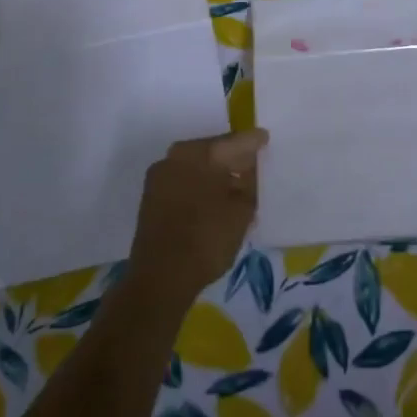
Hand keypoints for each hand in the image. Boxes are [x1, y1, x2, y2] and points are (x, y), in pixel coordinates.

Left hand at [127, 129, 266, 304]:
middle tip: (252, 166)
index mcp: (200, 152)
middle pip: (213, 151)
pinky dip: (200, 185)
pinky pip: (184, 181)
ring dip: (215, 173)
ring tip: (235, 187)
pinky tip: (214, 200)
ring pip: (197, 166)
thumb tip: (246, 171)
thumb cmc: (207, 238)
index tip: (265, 139)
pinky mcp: (151, 197)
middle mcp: (176, 155)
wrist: (161, 278)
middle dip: (233, 158)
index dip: (253, 141)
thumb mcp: (242, 210)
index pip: (234, 141)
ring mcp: (160, 175)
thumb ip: (248, 183)